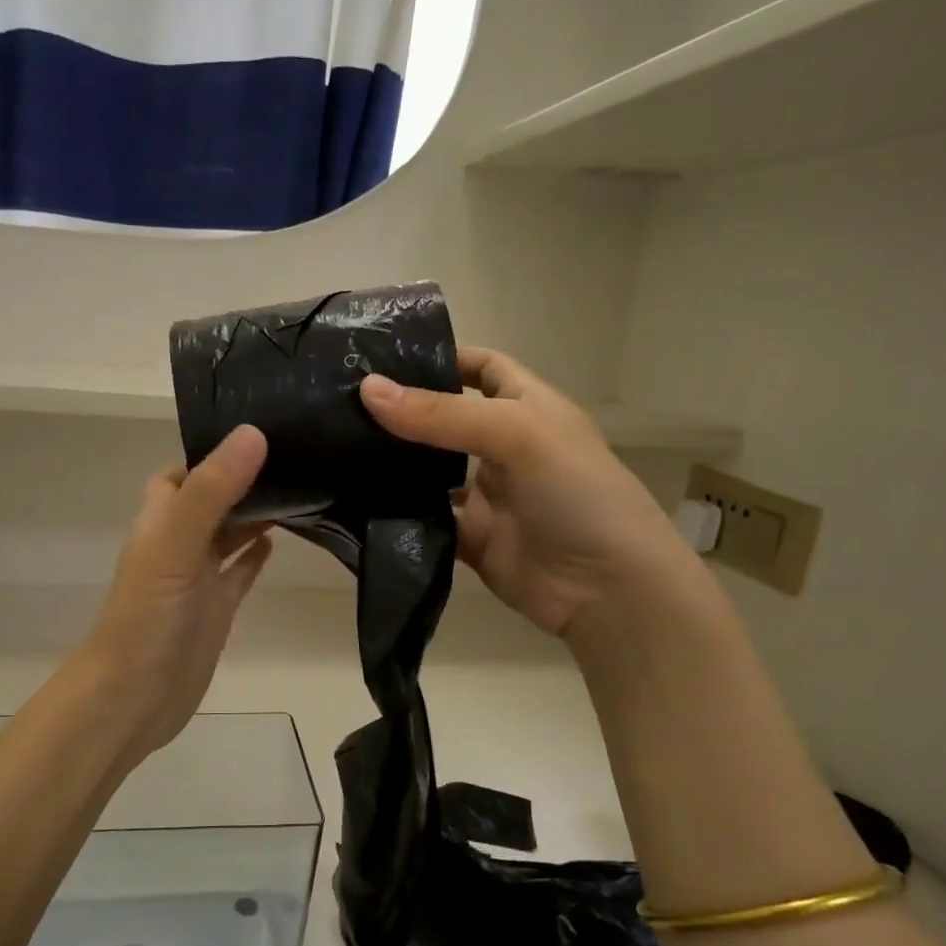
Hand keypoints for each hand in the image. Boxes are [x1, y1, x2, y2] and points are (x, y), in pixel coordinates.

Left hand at [78, 426, 273, 764]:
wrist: (134, 698)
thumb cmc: (147, 617)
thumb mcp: (175, 545)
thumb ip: (212, 492)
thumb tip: (253, 434)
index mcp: (161, 519)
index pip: (184, 469)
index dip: (213, 450)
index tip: (262, 429)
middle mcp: (179, 541)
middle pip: (213, 497)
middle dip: (246, 476)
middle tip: (298, 453)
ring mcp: (198, 576)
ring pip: (230, 531)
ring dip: (257, 512)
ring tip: (303, 485)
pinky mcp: (217, 607)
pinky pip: (239, 571)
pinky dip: (256, 554)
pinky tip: (283, 540)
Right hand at [359, 349, 704, 639]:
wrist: (607, 588)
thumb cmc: (575, 491)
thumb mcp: (515, 434)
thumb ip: (442, 415)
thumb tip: (368, 390)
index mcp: (527, 408)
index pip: (483, 367)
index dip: (443, 357)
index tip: (385, 357)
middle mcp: (504, 447)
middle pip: (446, 419)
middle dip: (404, 411)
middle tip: (342, 403)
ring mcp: (487, 497)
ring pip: (431, 472)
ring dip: (395, 464)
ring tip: (338, 447)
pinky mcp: (472, 540)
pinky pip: (428, 521)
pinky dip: (400, 515)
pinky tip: (358, 503)